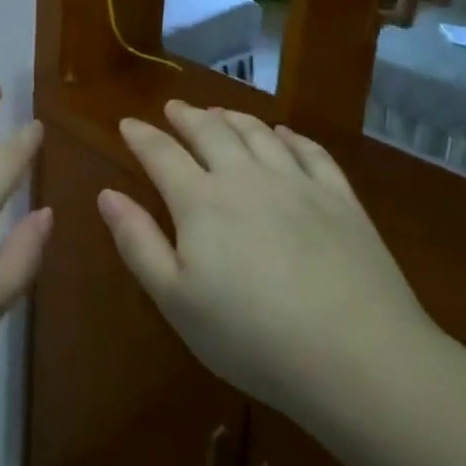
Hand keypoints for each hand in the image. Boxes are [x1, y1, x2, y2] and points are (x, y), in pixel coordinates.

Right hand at [99, 102, 444, 433]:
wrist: (358, 357)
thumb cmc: (251, 336)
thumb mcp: (175, 300)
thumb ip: (138, 242)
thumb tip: (107, 194)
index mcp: (201, 201)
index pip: (161, 154)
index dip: (141, 136)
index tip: (127, 123)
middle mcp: (246, 178)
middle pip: (211, 132)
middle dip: (187, 116)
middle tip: (175, 107)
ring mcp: (298, 184)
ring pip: (259, 133)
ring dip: (234, 118)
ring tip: (220, 112)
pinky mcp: (341, 199)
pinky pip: (311, 152)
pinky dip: (291, 136)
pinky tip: (284, 134)